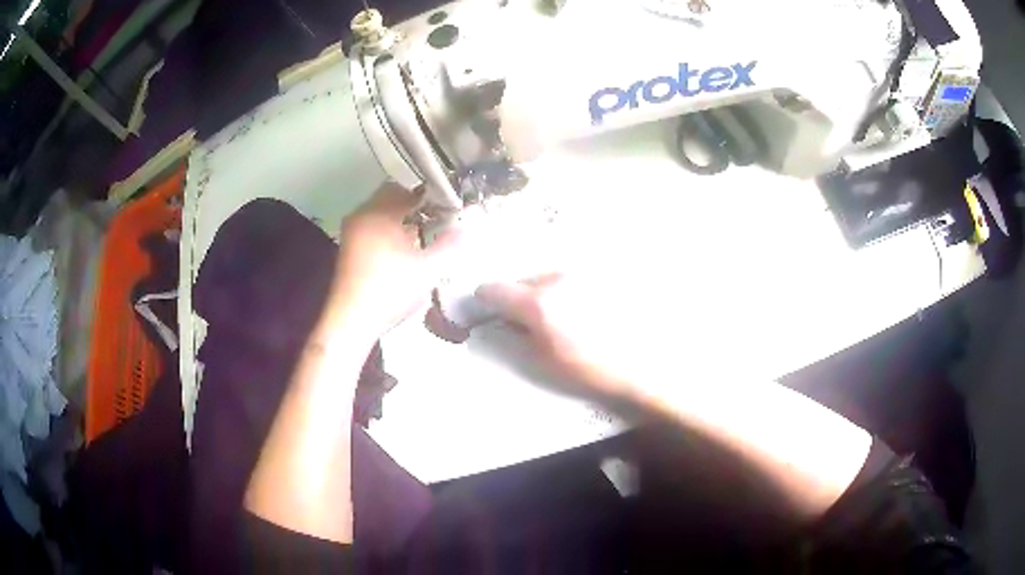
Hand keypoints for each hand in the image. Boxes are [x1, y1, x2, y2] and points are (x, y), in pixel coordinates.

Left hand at [329, 183, 461, 339]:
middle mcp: (361, 217)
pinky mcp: (349, 251)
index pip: (405, 189)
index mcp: (378, 214)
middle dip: (415, 207)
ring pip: (381, 215)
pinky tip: (405, 252)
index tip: (447, 206)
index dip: (429, 195)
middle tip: (438, 220)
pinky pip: (372, 230)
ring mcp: (352, 234)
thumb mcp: (428, 269)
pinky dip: (389, 233)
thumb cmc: (390, 290)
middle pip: (391, 199)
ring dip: (402, 221)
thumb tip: (470, 223)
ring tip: (425, 236)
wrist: (352, 321)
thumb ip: (452, 243)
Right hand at [476, 274, 649, 401]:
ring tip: (567, 316)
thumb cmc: (592, 369)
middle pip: (523, 279)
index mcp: (538, 304)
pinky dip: (571, 289)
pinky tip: (586, 307)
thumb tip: (505, 319)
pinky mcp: (601, 272)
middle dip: (522, 297)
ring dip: (548, 291)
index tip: (490, 309)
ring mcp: (581, 272)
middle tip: (534, 321)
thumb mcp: (544, 361)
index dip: (487, 300)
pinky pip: (574, 276)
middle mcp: (557, 278)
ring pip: (549, 276)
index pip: (494, 289)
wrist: (645, 362)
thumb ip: (517, 334)